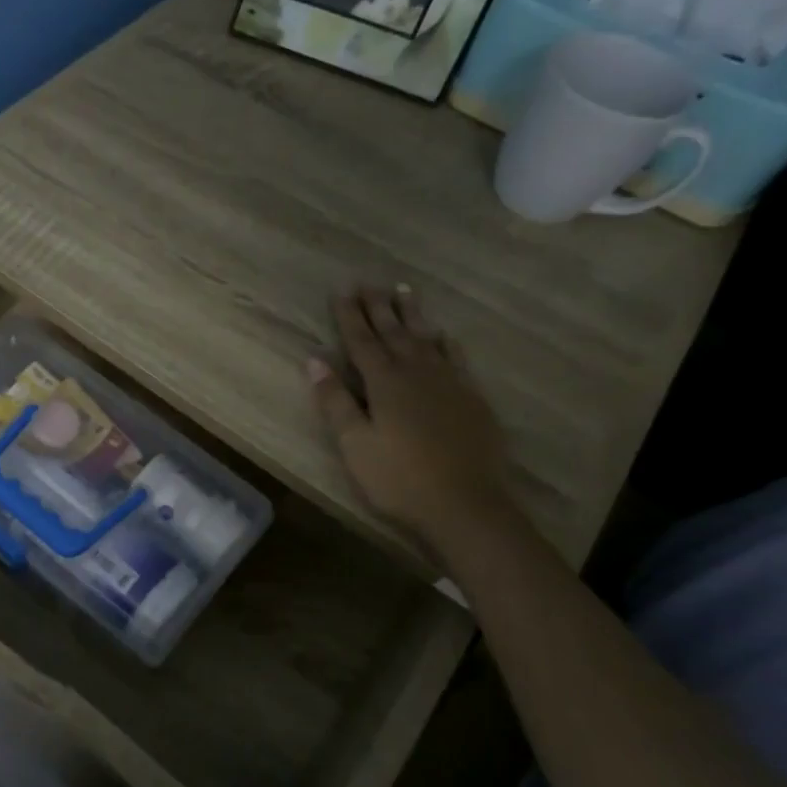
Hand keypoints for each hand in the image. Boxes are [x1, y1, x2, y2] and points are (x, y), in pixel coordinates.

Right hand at [307, 286, 511, 550]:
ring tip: (403, 290)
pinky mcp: (471, 398)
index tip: (341, 291)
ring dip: (412, 314)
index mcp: (384, 382)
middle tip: (368, 282)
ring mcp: (449, 383)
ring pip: (426, 338)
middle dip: (377, 306)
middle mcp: (417, 372)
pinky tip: (443, 335)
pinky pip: (456, 358)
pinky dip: (446, 342)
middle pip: (393, 332)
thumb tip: (314, 360)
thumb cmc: (399, 478)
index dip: (349, 315)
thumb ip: (334, 401)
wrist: (466, 505)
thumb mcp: (354, 443)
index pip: (360, 340)